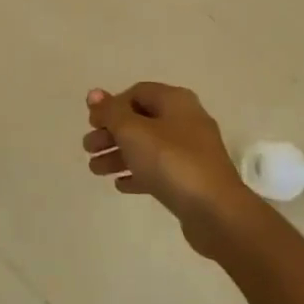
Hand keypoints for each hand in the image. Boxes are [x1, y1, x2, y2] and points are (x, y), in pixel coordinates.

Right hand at [83, 83, 257, 262]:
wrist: (215, 210)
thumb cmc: (171, 162)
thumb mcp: (133, 132)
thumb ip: (111, 112)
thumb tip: (94, 94)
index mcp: (175, 101)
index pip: (137, 93)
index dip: (112, 106)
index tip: (92, 124)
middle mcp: (186, 120)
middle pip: (140, 120)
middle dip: (111, 133)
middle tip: (88, 149)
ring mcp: (191, 151)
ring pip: (147, 147)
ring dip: (119, 155)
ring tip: (95, 171)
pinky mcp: (191, 179)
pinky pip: (159, 170)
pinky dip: (138, 173)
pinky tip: (120, 185)